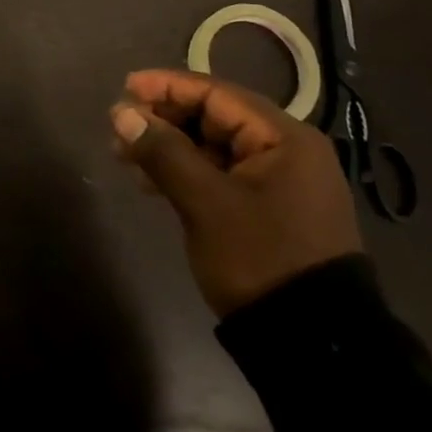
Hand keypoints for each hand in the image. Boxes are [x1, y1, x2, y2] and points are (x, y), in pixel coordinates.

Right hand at [110, 69, 360, 316]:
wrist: (312, 344)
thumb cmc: (260, 258)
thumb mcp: (205, 202)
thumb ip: (162, 151)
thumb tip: (122, 113)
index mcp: (284, 138)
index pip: (217, 94)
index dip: (167, 87)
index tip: (125, 87)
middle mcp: (286, 151)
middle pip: (214, 118)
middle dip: (164, 119)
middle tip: (120, 127)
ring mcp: (279, 182)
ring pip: (213, 147)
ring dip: (169, 147)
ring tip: (125, 155)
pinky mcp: (269, 209)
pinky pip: (220, 174)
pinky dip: (186, 172)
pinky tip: (151, 181)